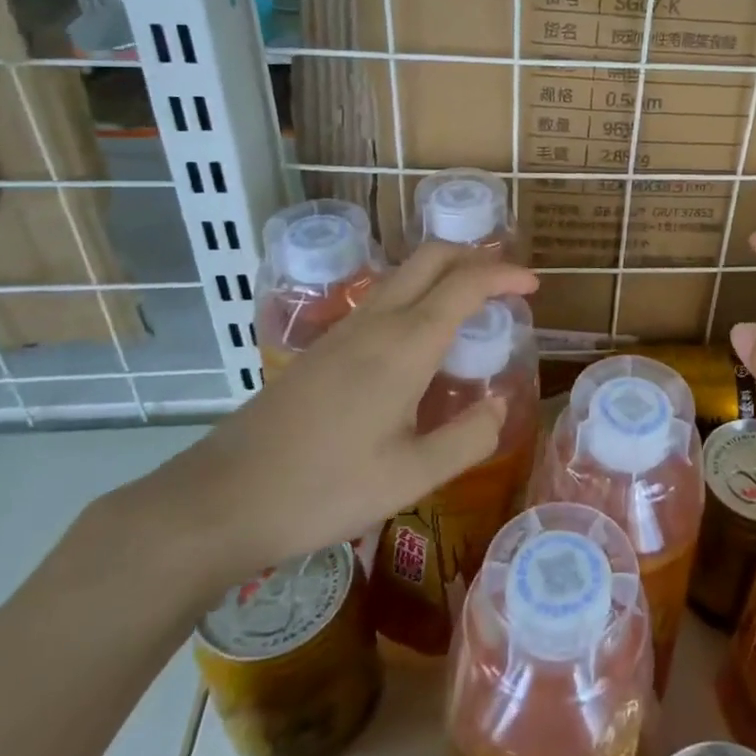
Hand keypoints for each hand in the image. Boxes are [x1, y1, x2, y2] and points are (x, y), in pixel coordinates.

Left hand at [148, 243, 536, 588]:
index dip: (504, 276)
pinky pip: (382, 300)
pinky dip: (417, 296)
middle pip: (430, 258)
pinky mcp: (321, 350)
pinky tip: (420, 340)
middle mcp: (375, 323)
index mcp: (404, 345)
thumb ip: (468, 438)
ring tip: (472, 307)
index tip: (534, 286)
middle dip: (474, 255)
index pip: (465, 284)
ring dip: (444, 274)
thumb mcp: (411, 478)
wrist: (221, 500)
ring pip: (403, 275)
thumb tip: (500, 406)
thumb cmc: (324, 489)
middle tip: (506, 282)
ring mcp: (342, 332)